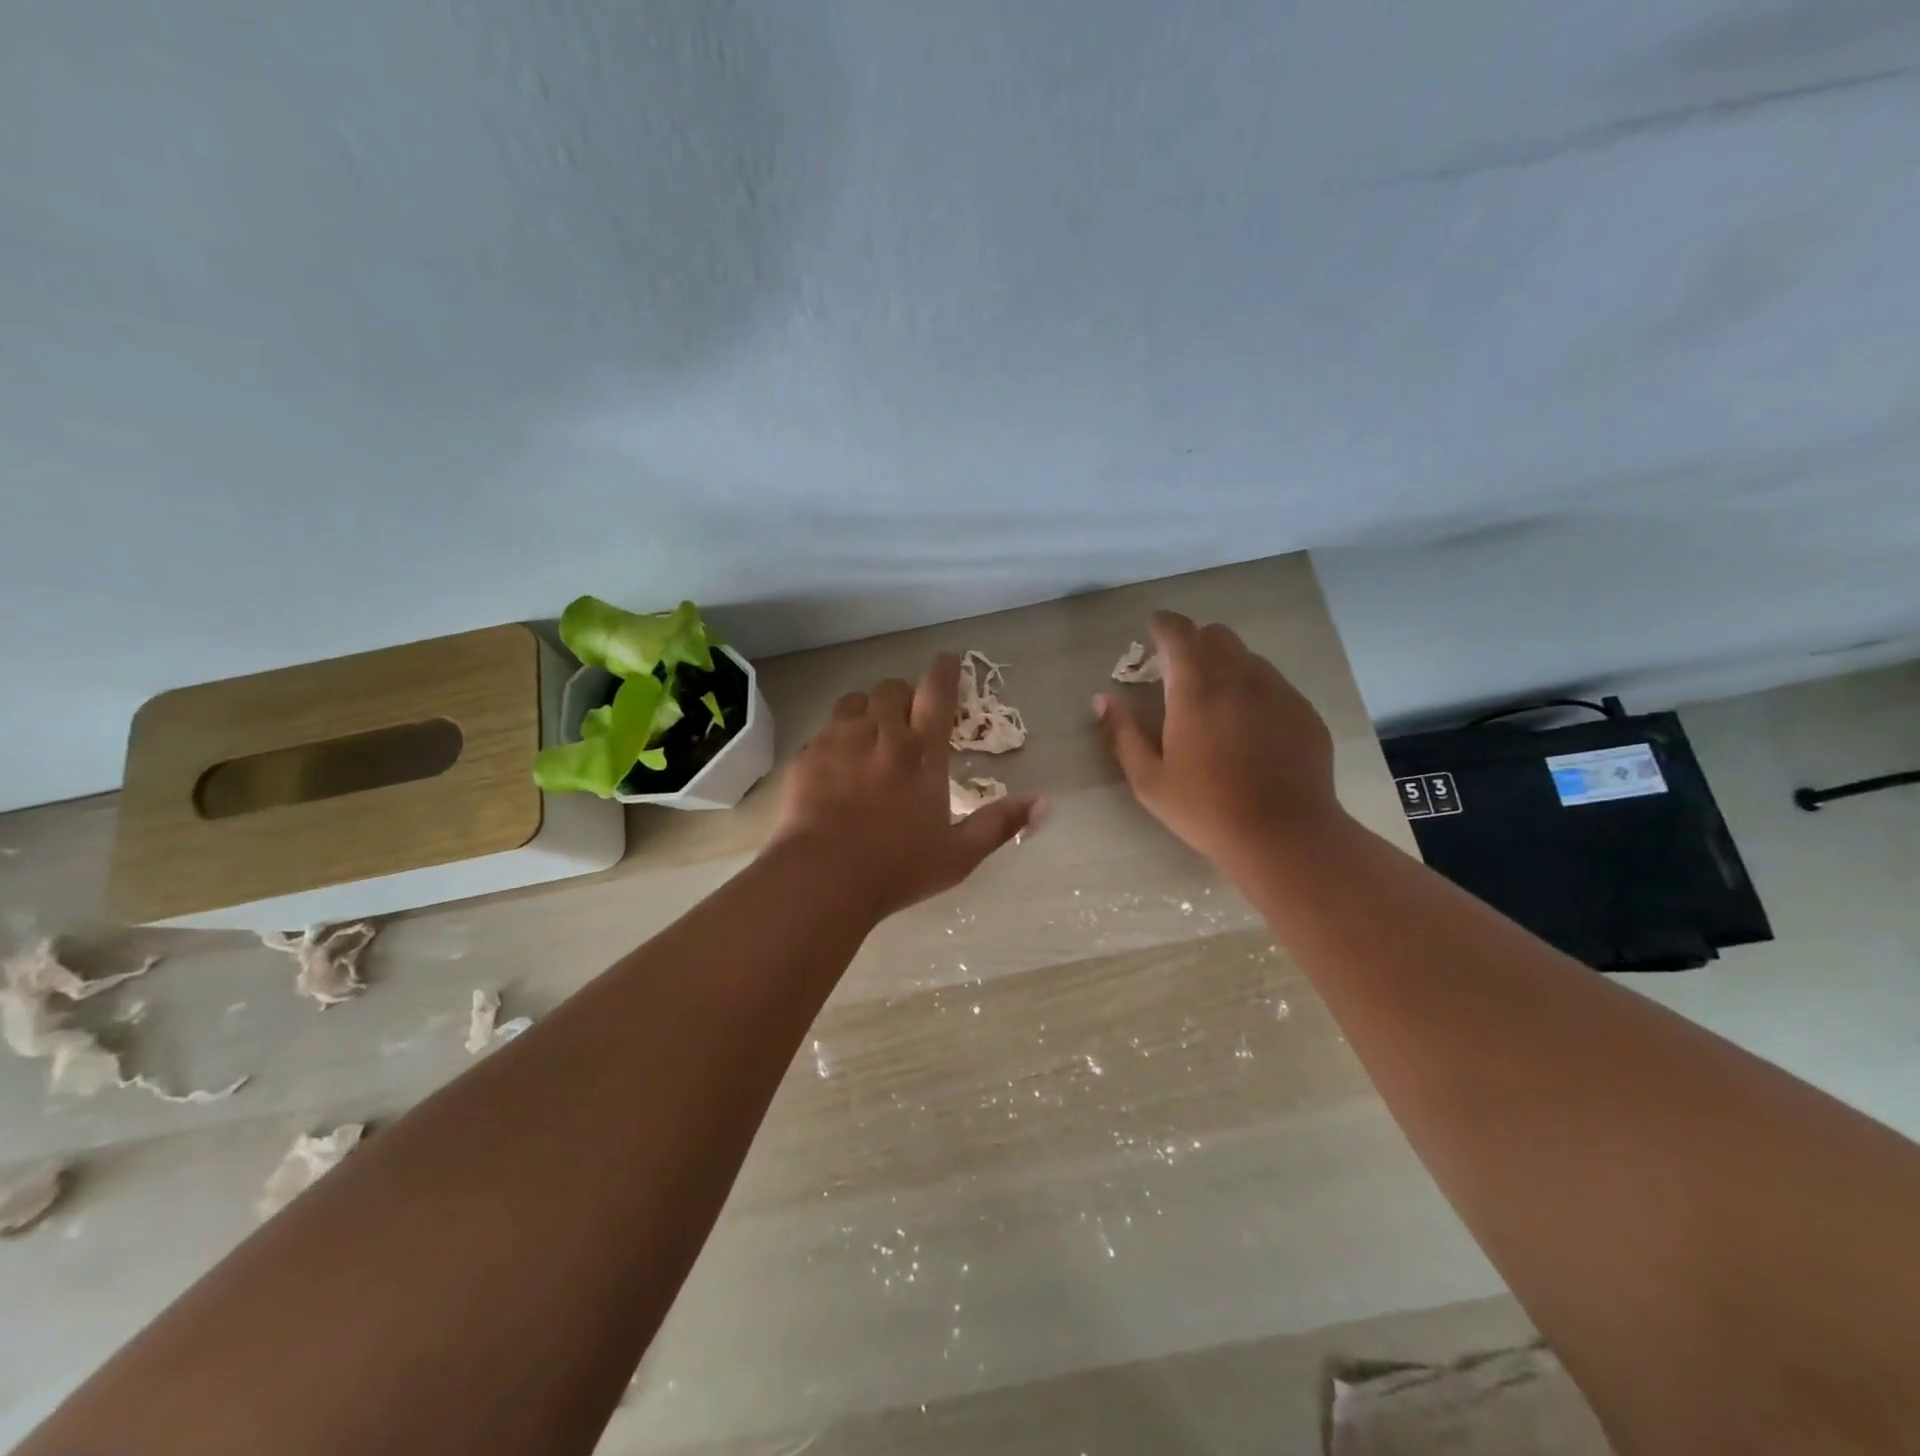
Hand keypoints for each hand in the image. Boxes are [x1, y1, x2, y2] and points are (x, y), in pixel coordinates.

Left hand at [767, 653, 1043, 919]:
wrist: (822, 878)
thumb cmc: (897, 868)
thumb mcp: (958, 854)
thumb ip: (1000, 824)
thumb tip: (1044, 803)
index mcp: (922, 754)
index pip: (937, 694)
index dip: (944, 670)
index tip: (948, 659)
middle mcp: (882, 735)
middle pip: (892, 689)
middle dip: (903, 695)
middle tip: (906, 717)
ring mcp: (840, 741)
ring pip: (855, 700)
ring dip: (868, 708)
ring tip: (871, 731)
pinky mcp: (808, 755)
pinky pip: (825, 728)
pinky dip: (837, 733)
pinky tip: (838, 759)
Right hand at [1095, 611, 1342, 868]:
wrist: (1284, 835)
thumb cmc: (1206, 809)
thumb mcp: (1149, 779)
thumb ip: (1122, 733)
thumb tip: (1102, 699)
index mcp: (1195, 689)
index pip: (1178, 632)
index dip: (1162, 625)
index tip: (1151, 633)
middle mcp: (1239, 677)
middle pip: (1216, 635)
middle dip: (1193, 643)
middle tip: (1179, 674)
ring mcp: (1277, 691)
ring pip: (1247, 657)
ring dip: (1225, 666)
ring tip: (1215, 703)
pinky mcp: (1303, 710)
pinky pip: (1274, 684)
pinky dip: (1254, 691)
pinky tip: (1249, 729)